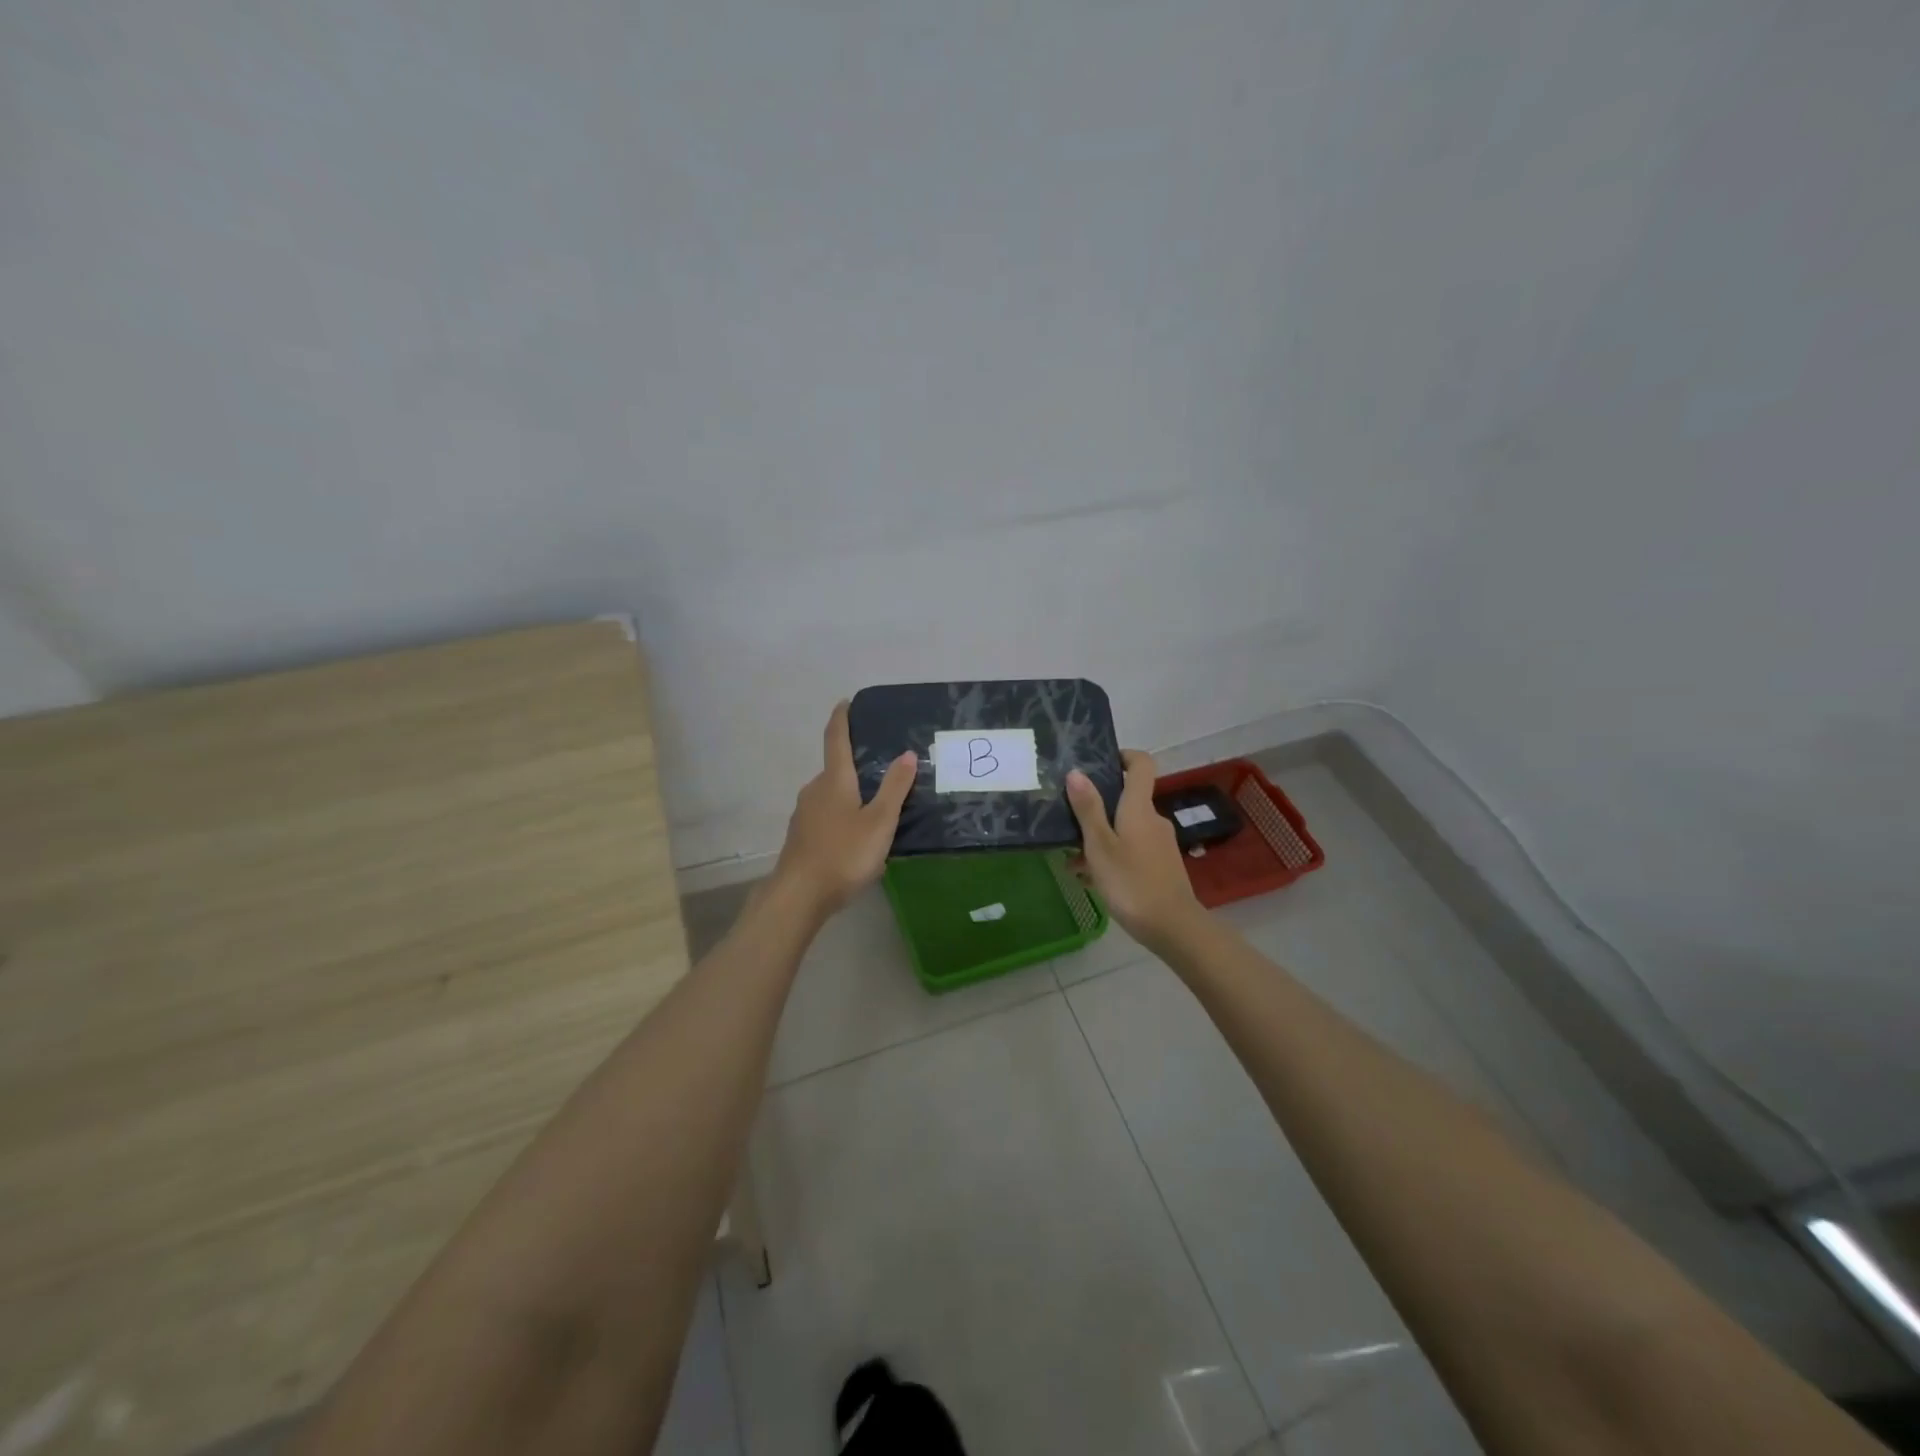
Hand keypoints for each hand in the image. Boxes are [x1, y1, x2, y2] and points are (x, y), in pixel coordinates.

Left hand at [770, 701, 916, 917]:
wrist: (799, 895)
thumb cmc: (843, 854)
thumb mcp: (879, 822)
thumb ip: (895, 788)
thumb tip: (907, 753)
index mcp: (834, 780)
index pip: (835, 739)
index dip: (841, 719)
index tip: (845, 702)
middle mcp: (814, 790)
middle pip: (835, 770)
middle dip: (854, 767)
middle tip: (881, 771)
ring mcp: (803, 814)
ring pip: (829, 795)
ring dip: (849, 795)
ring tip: (874, 808)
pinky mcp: (800, 837)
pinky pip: (824, 816)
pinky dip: (840, 816)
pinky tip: (855, 837)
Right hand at [1065, 750, 1202, 946]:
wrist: (1172, 927)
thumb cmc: (1131, 882)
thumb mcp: (1100, 846)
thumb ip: (1088, 809)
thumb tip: (1076, 772)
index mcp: (1139, 808)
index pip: (1142, 764)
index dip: (1124, 756)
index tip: (1100, 762)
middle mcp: (1153, 819)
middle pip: (1126, 800)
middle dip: (1096, 809)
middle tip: (1068, 822)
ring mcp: (1159, 844)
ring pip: (1124, 829)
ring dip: (1098, 839)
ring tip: (1072, 862)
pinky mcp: (1160, 865)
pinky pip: (1131, 849)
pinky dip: (1111, 857)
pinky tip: (1089, 879)